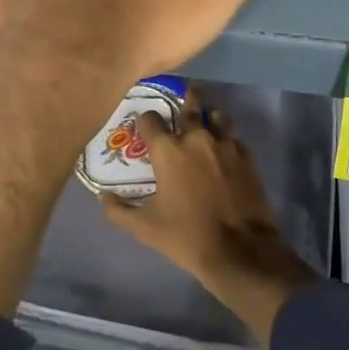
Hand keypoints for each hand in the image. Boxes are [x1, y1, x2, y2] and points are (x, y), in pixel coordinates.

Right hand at [102, 97, 319, 345]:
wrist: (241, 252)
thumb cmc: (188, 237)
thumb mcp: (146, 228)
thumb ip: (119, 211)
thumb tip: (102, 197)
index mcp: (168, 150)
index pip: (150, 119)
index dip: (145, 120)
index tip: (144, 127)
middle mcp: (196, 137)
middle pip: (190, 104)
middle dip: (185, 98)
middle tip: (182, 97)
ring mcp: (224, 144)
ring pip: (217, 116)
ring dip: (209, 116)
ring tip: (206, 121)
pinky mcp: (246, 157)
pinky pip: (234, 138)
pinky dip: (227, 139)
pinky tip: (225, 151)